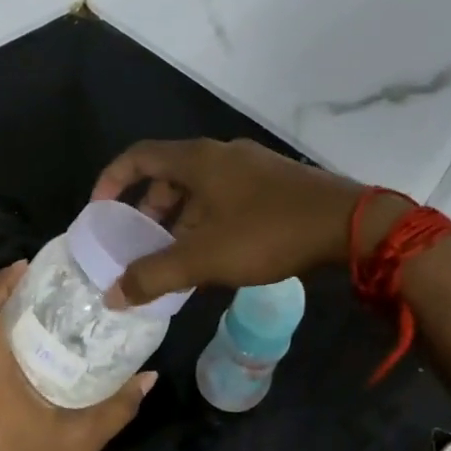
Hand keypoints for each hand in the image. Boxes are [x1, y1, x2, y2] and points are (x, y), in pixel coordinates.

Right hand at [90, 138, 408, 307]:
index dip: (112, 179)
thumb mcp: (203, 258)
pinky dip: (207, 218)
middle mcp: (222, 154)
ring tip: (175, 253)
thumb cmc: (267, 233)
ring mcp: (252, 166)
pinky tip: (216, 252)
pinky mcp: (275, 183)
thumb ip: (154, 276)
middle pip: (169, 173)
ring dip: (179, 217)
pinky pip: (225, 195)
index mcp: (198, 160)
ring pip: (200, 187)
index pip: (139, 156)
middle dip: (147, 206)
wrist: (350, 226)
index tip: (99, 209)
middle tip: (139, 239)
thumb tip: (112, 295)